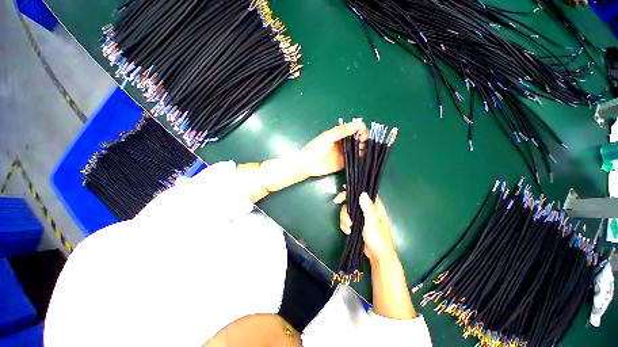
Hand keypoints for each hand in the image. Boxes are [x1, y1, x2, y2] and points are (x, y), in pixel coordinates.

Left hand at [300, 120, 366, 177]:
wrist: (308, 165)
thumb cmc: (316, 149)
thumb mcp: (328, 138)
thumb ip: (342, 131)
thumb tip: (358, 122)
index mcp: (339, 132)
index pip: (354, 127)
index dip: (360, 128)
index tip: (361, 132)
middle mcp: (344, 141)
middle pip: (358, 136)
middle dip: (364, 136)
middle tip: (361, 141)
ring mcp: (345, 151)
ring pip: (359, 146)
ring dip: (364, 146)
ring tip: (360, 148)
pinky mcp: (346, 161)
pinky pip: (357, 157)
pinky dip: (362, 156)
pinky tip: (362, 155)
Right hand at [335, 191, 396, 262]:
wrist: (377, 258)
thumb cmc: (379, 239)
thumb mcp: (373, 223)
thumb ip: (368, 208)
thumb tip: (363, 193)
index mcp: (374, 207)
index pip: (363, 193)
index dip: (353, 190)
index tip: (343, 190)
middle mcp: (367, 211)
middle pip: (352, 201)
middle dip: (345, 205)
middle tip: (336, 202)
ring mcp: (360, 218)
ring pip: (347, 211)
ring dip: (345, 219)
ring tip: (349, 228)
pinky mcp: (356, 226)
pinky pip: (346, 221)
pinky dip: (345, 225)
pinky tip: (348, 232)